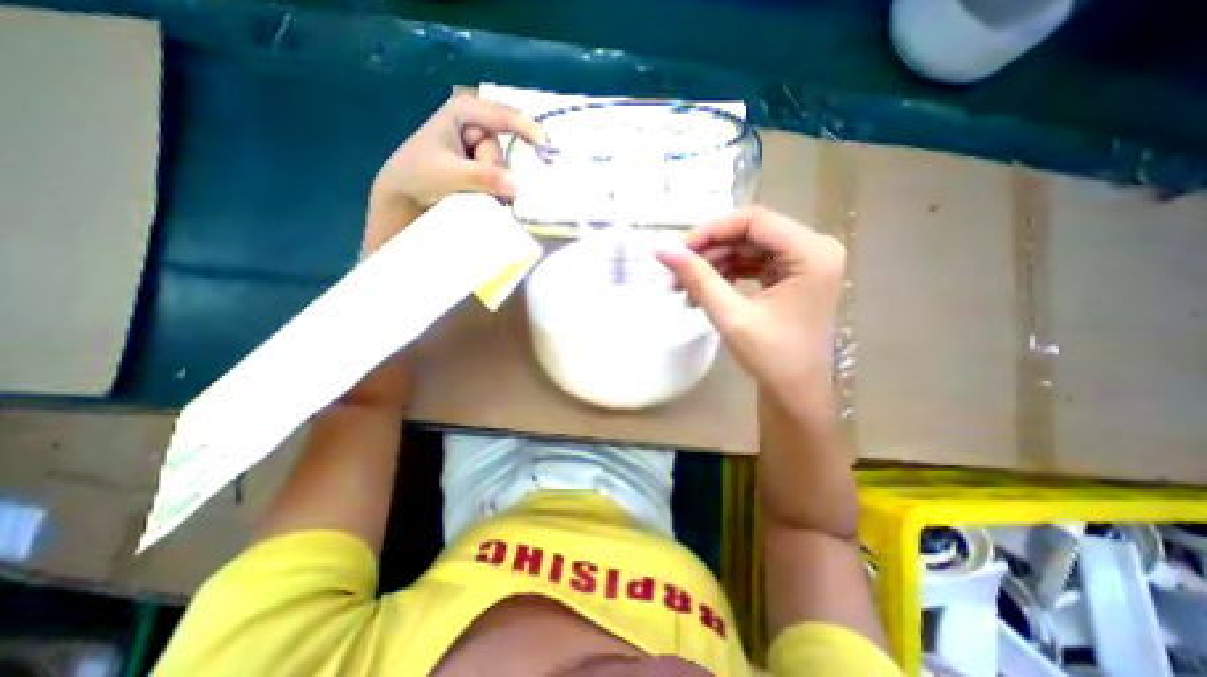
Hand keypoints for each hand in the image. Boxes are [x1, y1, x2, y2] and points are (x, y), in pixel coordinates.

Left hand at [362, 92, 542, 251]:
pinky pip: (500, 179)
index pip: (502, 116)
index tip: (545, 143)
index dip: (526, 128)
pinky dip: (497, 191)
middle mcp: (475, 126)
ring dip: (492, 184)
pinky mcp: (482, 168)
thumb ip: (484, 177)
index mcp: (464, 111)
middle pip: (501, 149)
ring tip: (472, 192)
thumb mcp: (450, 174)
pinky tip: (488, 198)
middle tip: (471, 183)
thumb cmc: (419, 175)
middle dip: (492, 170)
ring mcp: (479, 148)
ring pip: (502, 168)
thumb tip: (518, 186)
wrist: (405, 196)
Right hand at [656, 206, 841, 403]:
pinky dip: (725, 274)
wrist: (795, 392)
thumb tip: (662, 250)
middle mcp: (814, 249)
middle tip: (675, 272)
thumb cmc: (771, 357)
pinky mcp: (792, 275)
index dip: (711, 231)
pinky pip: (752, 264)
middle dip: (709, 252)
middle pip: (750, 233)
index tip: (678, 250)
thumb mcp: (730, 315)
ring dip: (713, 265)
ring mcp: (804, 262)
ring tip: (682, 287)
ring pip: (747, 248)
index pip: (754, 221)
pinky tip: (702, 291)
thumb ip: (697, 278)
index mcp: (812, 253)